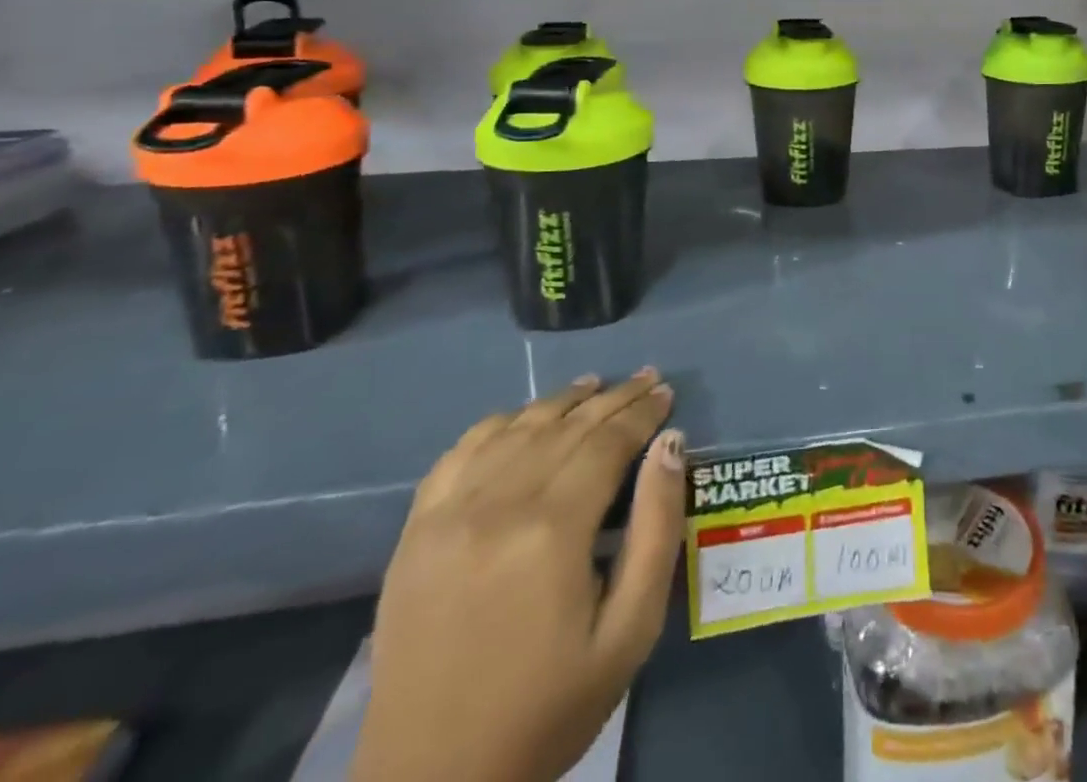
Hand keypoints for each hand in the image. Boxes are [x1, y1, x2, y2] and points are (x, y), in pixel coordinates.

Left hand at [353, 370, 684, 781]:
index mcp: (552, 530)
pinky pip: (461, 452)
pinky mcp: (415, 532)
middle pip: (567, 427)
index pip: (607, 442)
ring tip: (597, 384)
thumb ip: (657, 530)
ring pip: (517, 428)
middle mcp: (498, 505)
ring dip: (562, 400)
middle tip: (647, 378)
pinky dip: (499, 423)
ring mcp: (448, 515)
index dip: (642, 413)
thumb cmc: (548, 707)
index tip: (667, 392)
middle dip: (614, 398)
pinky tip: (523, 417)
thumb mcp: (629, 631)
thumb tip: (671, 446)